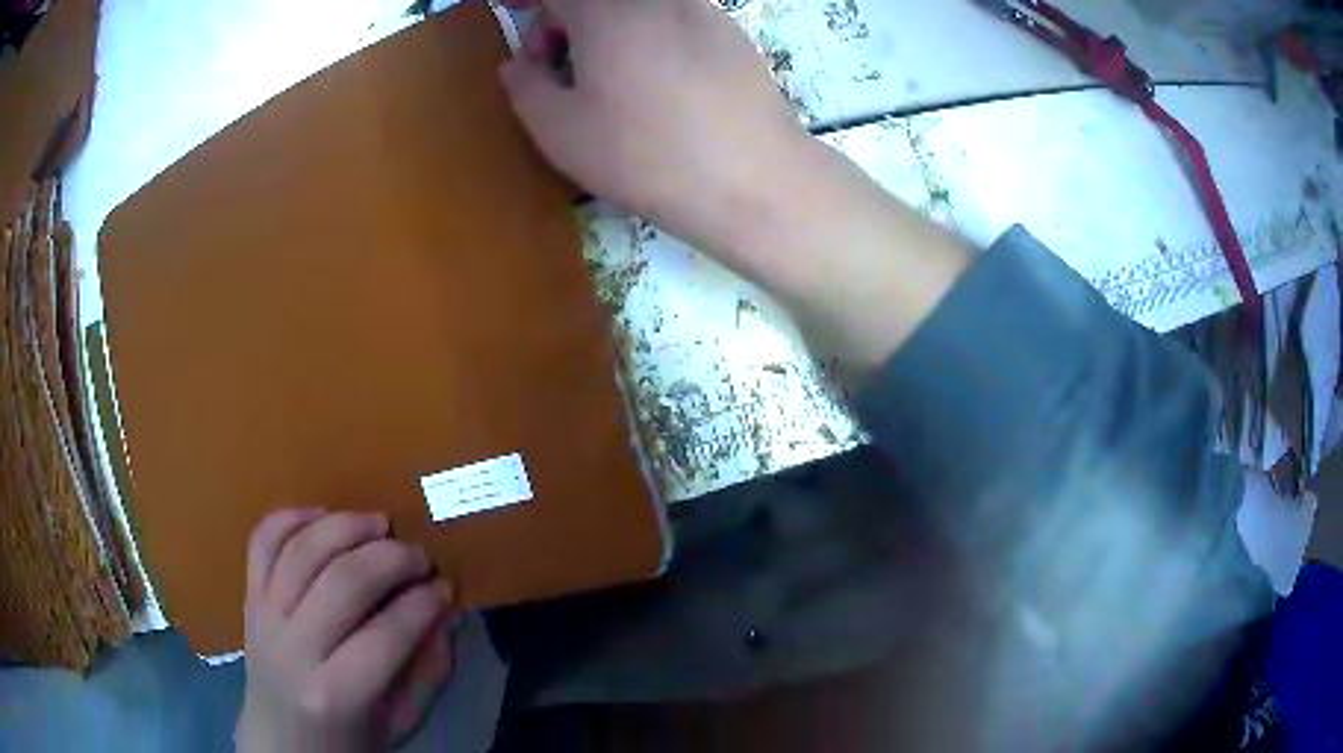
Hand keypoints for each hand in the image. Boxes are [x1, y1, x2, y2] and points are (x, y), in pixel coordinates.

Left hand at [236, 509, 455, 752]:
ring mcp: (264, 618)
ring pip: (300, 551)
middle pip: (341, 583)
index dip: (422, 604)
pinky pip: (261, 542)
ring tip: (379, 523)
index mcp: (335, 695)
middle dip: (390, 559)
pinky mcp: (248, 597)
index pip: (386, 636)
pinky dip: (290, 517)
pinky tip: (323, 515)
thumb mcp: (399, 723)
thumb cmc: (348, 740)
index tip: (445, 588)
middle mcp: (293, 651)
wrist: (280, 741)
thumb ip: (428, 671)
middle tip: (419, 556)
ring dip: (344, 526)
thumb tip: (445, 613)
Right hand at [499, 0, 811, 259]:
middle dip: (562, 20)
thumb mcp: (561, 132)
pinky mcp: (730, 31)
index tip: (515, 13)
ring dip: (605, 28)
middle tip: (555, 67)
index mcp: (605, 11)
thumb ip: (525, 86)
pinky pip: (671, 17)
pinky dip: (645, 32)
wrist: (754, 179)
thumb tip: (518, 64)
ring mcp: (700, 8)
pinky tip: (656, 82)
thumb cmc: (646, 156)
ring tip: (607, 80)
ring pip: (633, 6)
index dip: (527, 0)